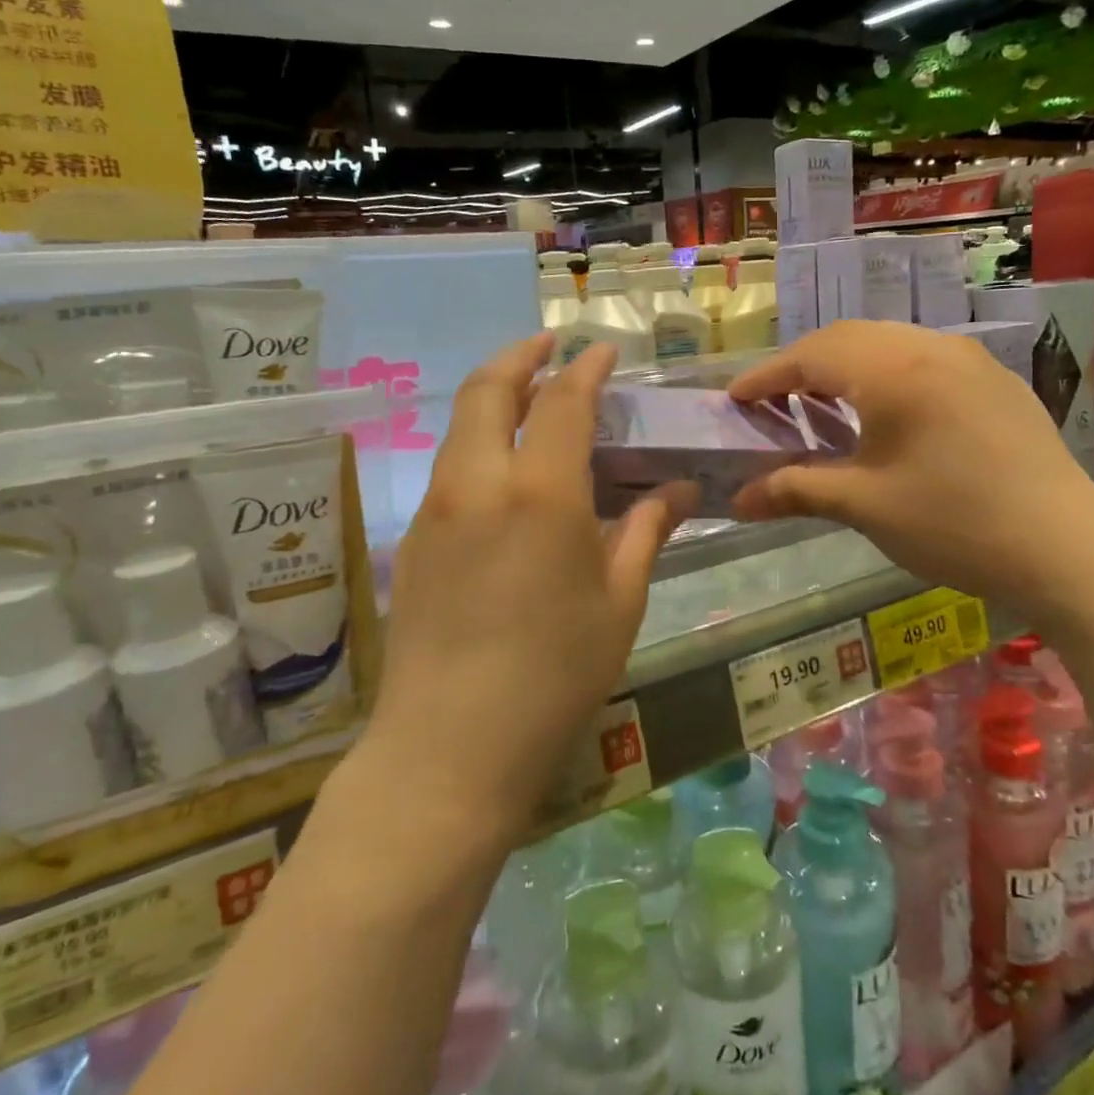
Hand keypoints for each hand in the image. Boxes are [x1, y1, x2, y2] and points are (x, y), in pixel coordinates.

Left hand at [365, 334, 691, 844]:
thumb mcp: (620, 601)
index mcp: (541, 492)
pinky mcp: (412, 539)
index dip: (586, 369)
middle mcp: (479, 483)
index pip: (564, 401)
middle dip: (522, 356)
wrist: (450, 746)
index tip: (602, 352)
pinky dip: (479, 442)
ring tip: (530, 400)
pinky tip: (505, 473)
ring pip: (461, 425)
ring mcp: (436, 508)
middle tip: (549, 348)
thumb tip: (681, 489)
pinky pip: (449, 466)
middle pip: (490, 389)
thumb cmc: (556, 674)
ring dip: (495, 396)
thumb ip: (647, 531)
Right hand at [729, 321, 1093, 615]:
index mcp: (894, 369)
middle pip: (849, 338)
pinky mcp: (997, 383)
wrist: (1066, 550)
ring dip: (847, 367)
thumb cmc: (953, 523)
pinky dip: (886, 375)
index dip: (766, 376)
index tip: (734, 400)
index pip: (812, 356)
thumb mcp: (865, 506)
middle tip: (772, 402)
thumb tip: (738, 499)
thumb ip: (795, 490)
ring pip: (890, 345)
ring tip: (822, 405)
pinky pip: (925, 361)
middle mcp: (932, 347)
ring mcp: (971, 361)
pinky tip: (886, 414)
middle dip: (803, 365)